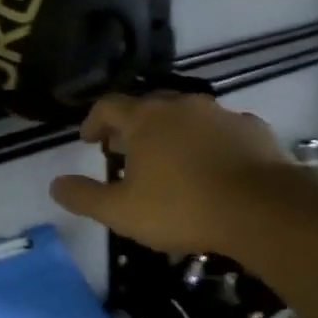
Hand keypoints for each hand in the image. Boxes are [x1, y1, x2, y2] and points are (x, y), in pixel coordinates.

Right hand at [49, 93, 293, 256]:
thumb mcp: (122, 212)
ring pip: (187, 117)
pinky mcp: (252, 129)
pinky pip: (221, 131)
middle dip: (132, 127)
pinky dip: (209, 143)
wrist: (262, 208)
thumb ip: (85, 197)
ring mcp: (220, 114)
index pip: (109, 106)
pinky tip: (213, 167)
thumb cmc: (182, 207)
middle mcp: (181, 105)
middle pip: (148, 107)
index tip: (88, 140)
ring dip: (172, 133)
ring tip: (169, 161)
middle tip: (125, 151)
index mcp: (146, 119)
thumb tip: (55, 185)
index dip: (93, 121)